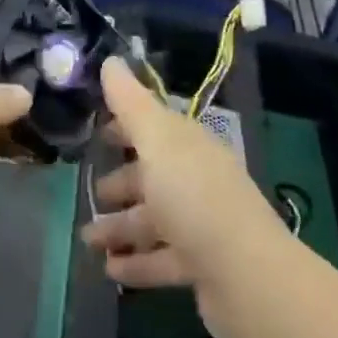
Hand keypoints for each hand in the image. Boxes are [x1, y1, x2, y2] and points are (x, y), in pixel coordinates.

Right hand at [81, 57, 294, 337]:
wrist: (249, 278)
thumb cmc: (195, 198)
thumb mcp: (158, 141)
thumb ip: (130, 103)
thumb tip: (110, 59)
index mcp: (188, 145)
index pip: (154, 126)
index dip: (125, 126)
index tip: (96, 130)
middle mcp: (196, 179)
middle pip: (154, 175)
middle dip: (122, 181)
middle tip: (91, 192)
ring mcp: (201, 224)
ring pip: (153, 220)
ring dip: (121, 227)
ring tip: (88, 239)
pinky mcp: (201, 266)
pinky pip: (161, 259)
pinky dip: (137, 263)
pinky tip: (109, 269)